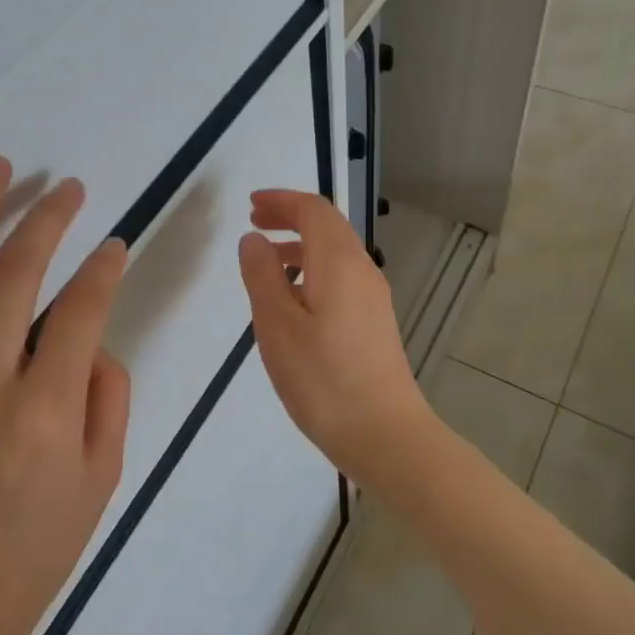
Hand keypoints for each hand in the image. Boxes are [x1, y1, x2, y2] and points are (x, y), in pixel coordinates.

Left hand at [0, 155, 130, 634]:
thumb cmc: (36, 547)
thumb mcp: (103, 477)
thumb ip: (107, 396)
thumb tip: (88, 341)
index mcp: (44, 411)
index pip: (79, 311)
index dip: (103, 269)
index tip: (116, 243)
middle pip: (12, 278)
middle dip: (45, 220)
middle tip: (67, 187)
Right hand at [236, 189, 435, 487]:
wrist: (384, 434)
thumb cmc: (323, 379)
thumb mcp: (277, 325)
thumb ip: (261, 276)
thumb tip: (254, 240)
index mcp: (339, 262)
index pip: (313, 210)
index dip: (281, 200)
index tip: (250, 205)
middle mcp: (362, 270)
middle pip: (327, 226)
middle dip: (290, 217)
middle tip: (254, 224)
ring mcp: (373, 298)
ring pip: (335, 253)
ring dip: (300, 246)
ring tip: (265, 262)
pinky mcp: (374, 322)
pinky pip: (340, 278)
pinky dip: (312, 271)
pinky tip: (292, 302)